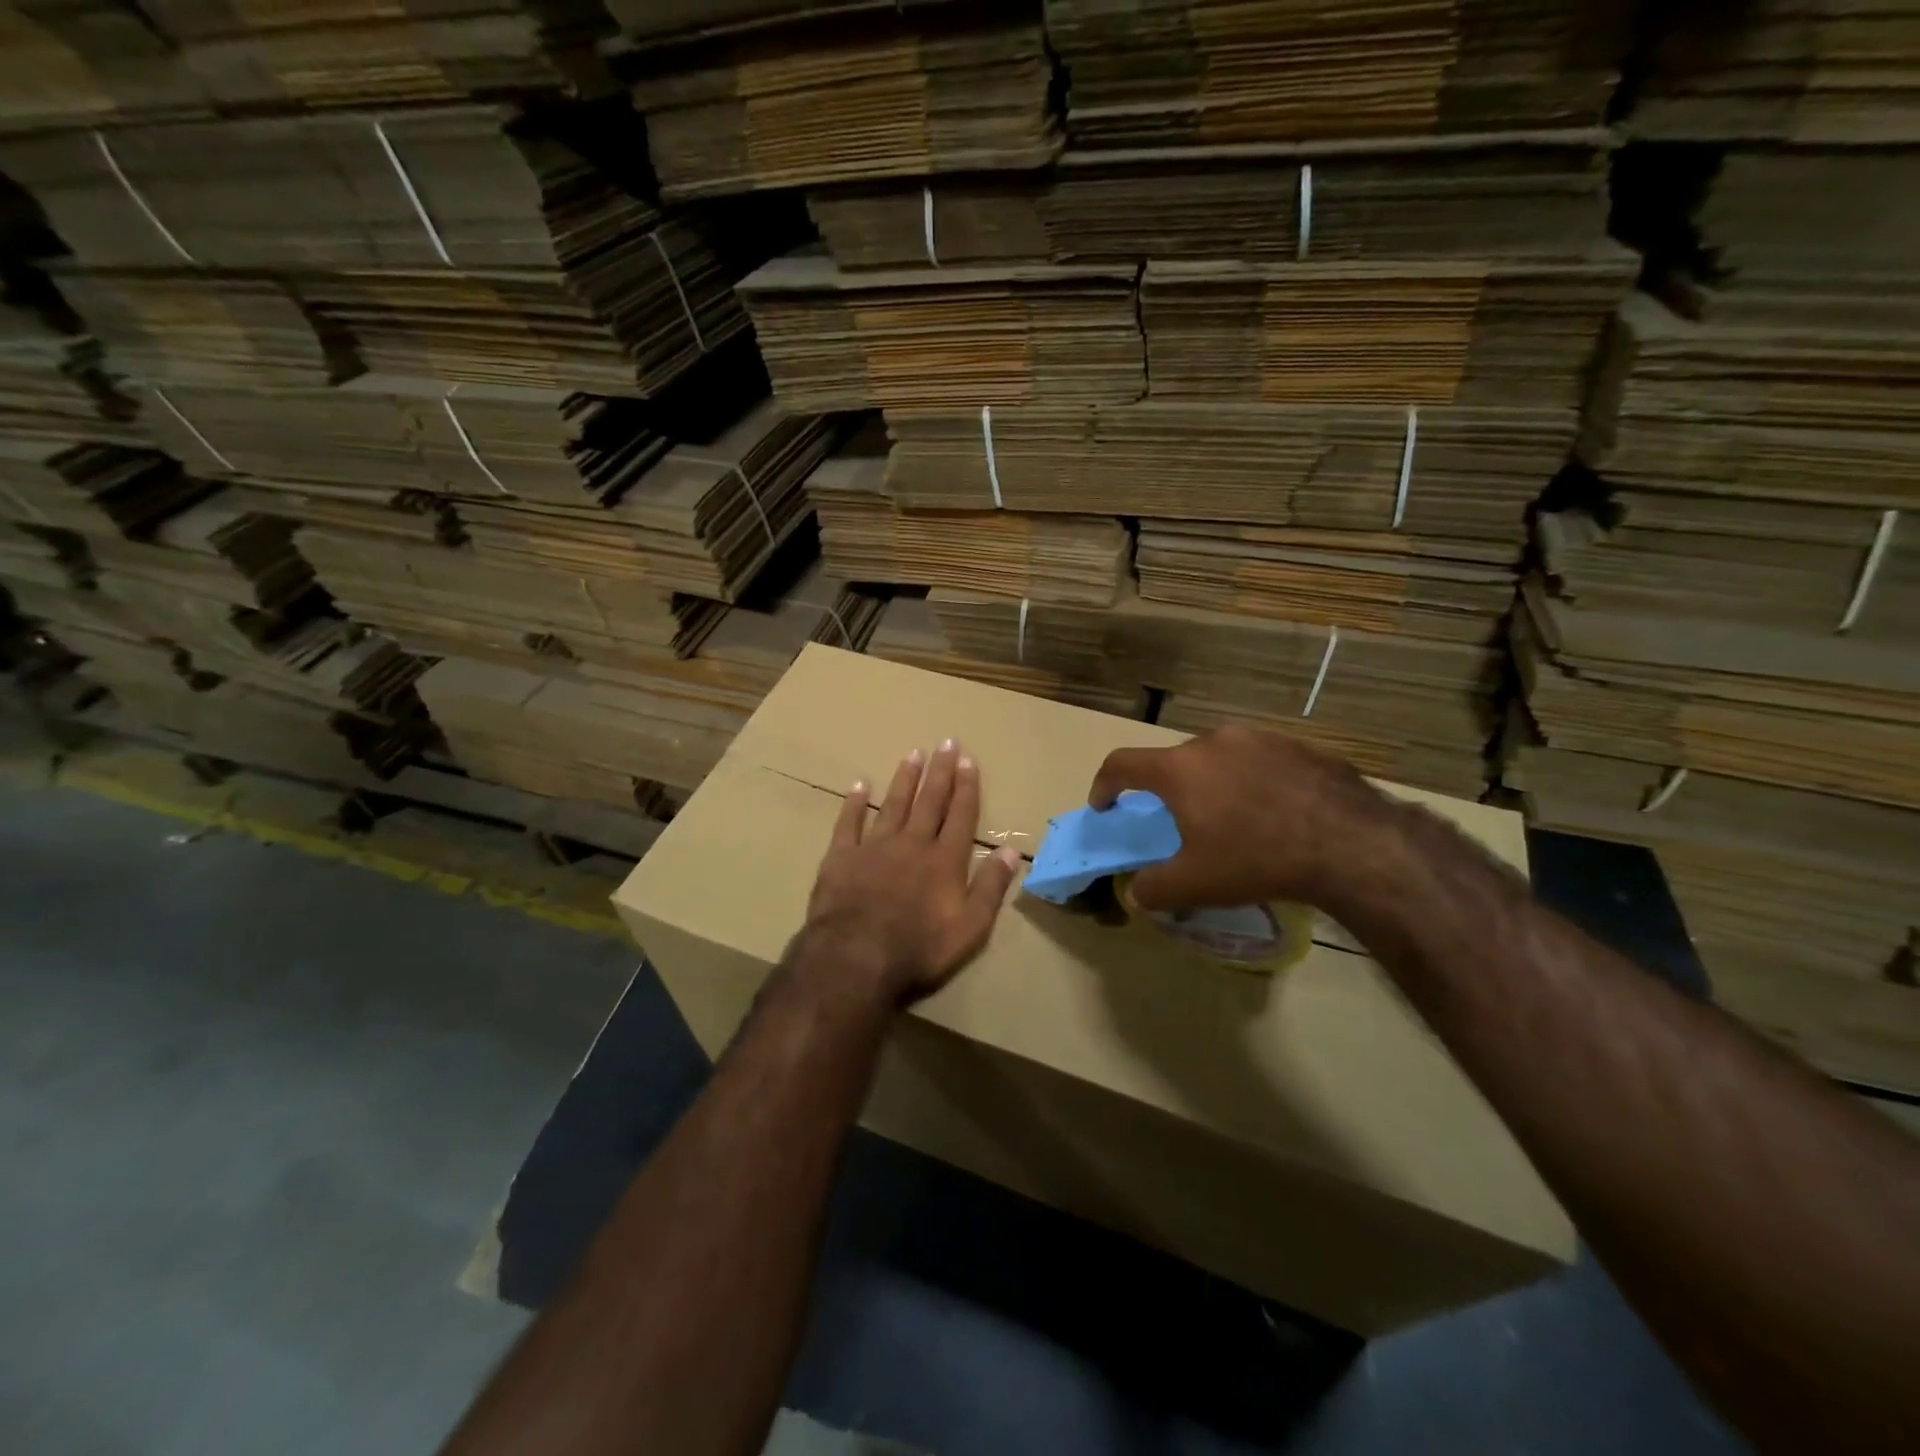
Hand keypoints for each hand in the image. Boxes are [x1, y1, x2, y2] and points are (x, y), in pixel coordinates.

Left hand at [804, 739, 1020, 1006]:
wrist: (855, 957)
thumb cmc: (920, 948)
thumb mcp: (971, 927)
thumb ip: (991, 887)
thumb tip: (1012, 851)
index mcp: (945, 860)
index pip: (961, 815)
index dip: (966, 788)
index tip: (969, 761)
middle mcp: (912, 843)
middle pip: (929, 801)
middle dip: (940, 772)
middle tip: (946, 742)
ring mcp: (874, 847)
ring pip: (893, 804)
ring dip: (905, 779)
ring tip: (913, 754)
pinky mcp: (842, 857)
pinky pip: (849, 822)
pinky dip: (854, 803)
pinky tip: (859, 784)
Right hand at [1089, 726, 1398, 911]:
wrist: (1349, 842)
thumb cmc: (1256, 858)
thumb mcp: (1195, 885)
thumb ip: (1152, 889)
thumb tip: (1136, 892)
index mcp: (1179, 769)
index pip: (1121, 764)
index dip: (1104, 785)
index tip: (1104, 806)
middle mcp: (1213, 742)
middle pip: (1174, 762)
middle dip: (1168, 791)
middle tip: (1181, 824)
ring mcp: (1258, 738)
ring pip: (1218, 759)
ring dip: (1212, 784)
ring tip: (1232, 819)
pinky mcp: (1296, 745)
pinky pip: (1258, 761)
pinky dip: (1251, 782)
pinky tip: (1274, 813)